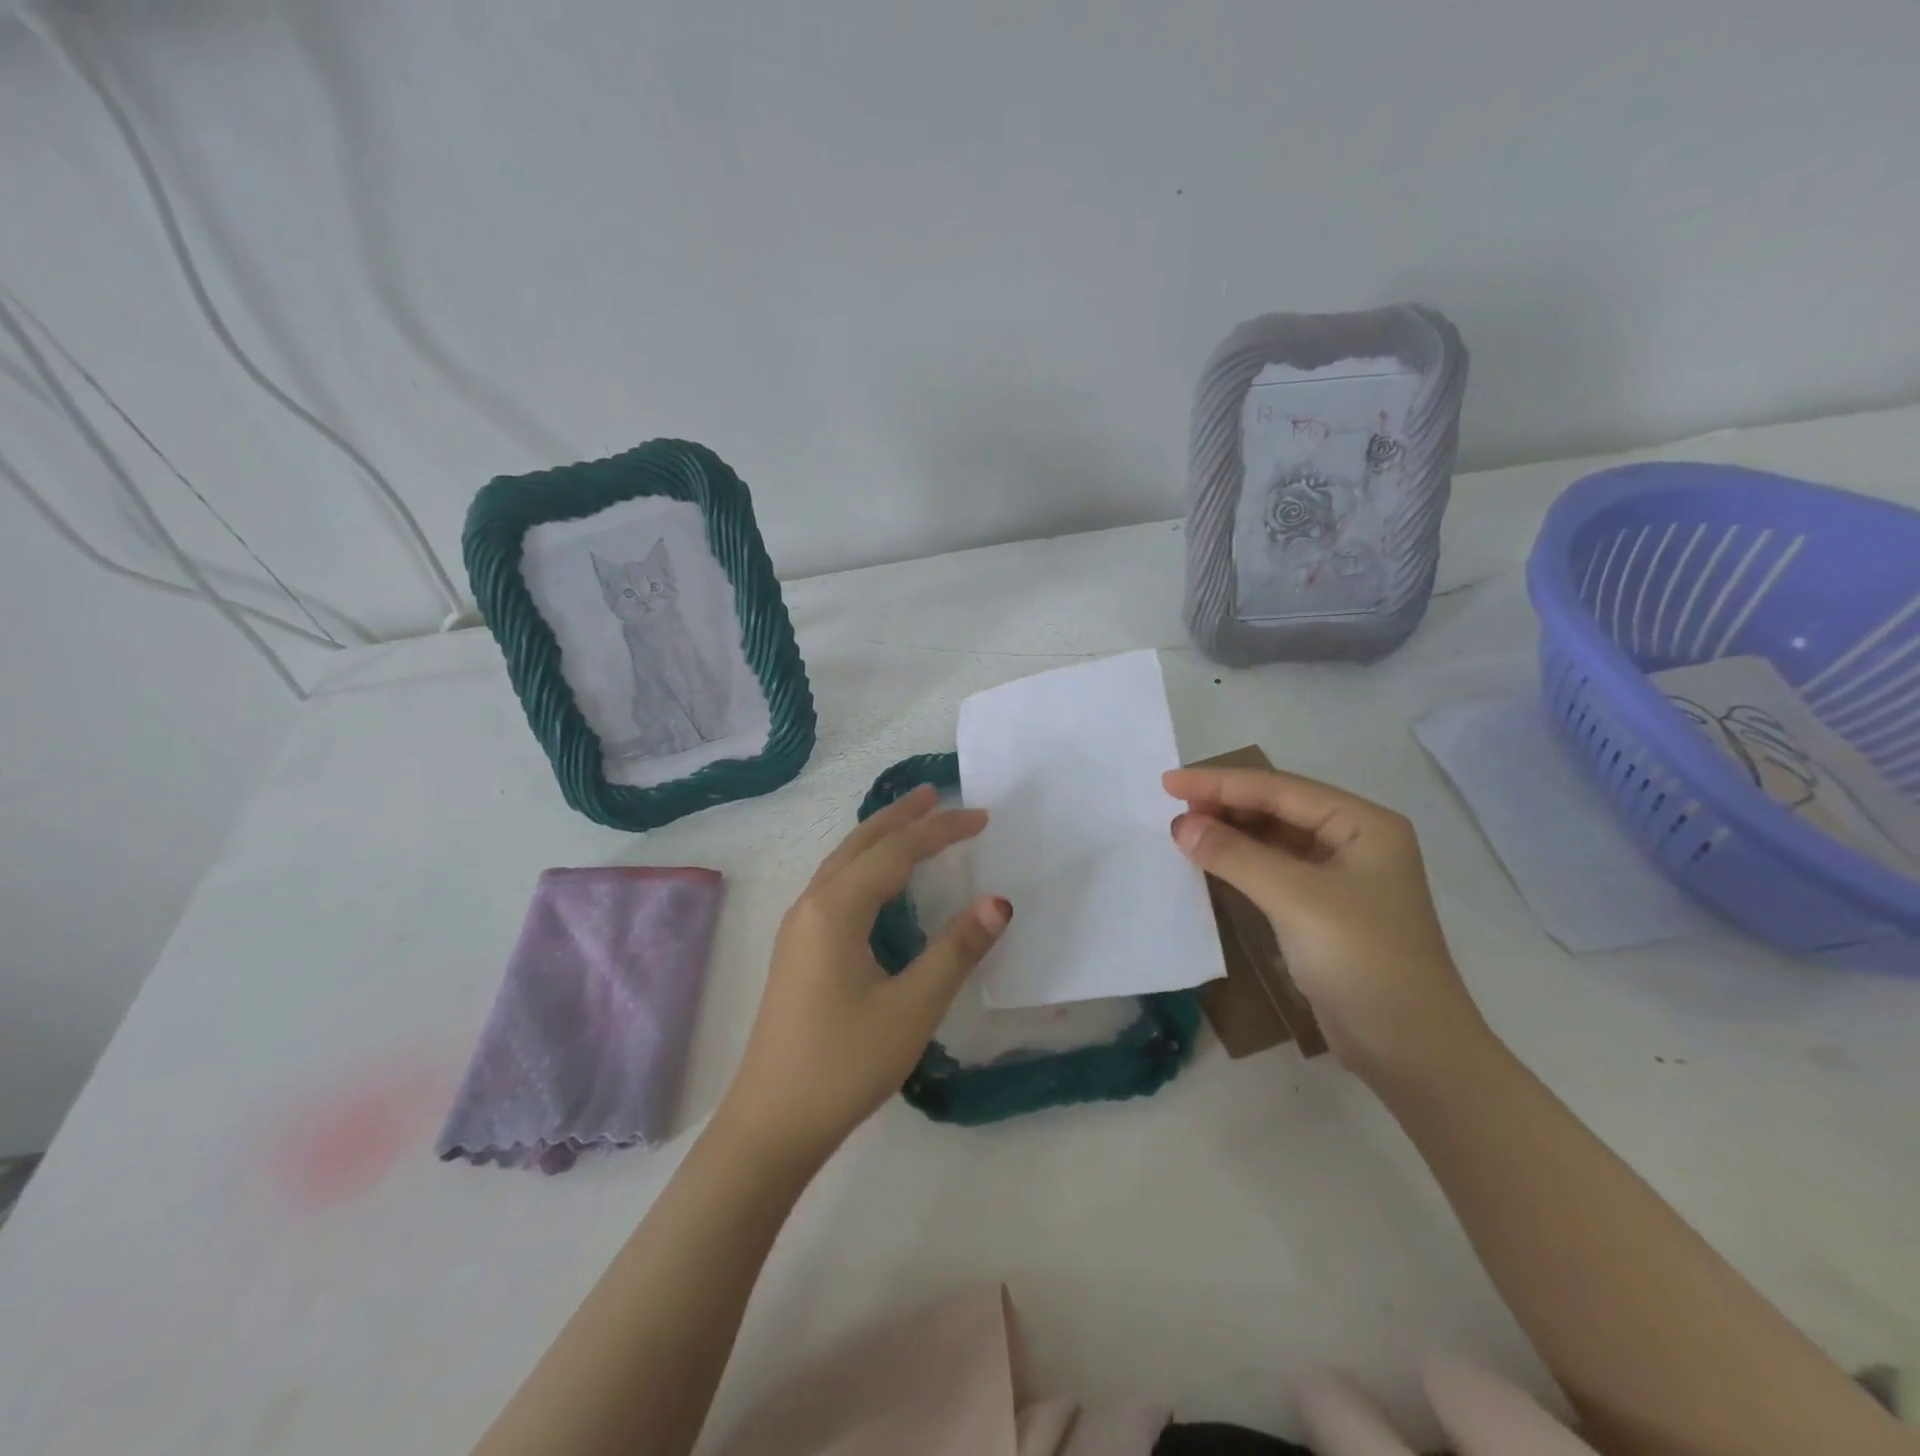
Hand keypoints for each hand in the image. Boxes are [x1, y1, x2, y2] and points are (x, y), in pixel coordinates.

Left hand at [718, 785, 1009, 1161]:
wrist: (771, 1123)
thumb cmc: (843, 1064)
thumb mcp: (911, 1008)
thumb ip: (956, 950)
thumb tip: (999, 901)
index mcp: (836, 909)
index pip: (896, 851)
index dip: (940, 830)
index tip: (981, 817)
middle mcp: (812, 905)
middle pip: (861, 843)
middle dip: (900, 816)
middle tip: (936, 793)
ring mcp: (799, 928)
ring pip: (844, 862)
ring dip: (879, 837)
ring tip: (912, 822)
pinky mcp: (798, 950)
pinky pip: (836, 885)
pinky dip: (866, 865)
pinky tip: (881, 883)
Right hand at [1162, 765, 1487, 1084]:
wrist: (1411, 1051)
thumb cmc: (1363, 960)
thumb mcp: (1296, 899)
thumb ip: (1235, 855)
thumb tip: (1180, 824)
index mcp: (1364, 824)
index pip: (1280, 789)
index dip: (1221, 783)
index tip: (1168, 781)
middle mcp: (1354, 841)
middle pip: (1278, 808)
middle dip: (1225, 804)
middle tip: (1171, 806)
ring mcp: (1341, 877)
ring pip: (1273, 839)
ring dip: (1230, 833)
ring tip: (1183, 829)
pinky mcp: (1324, 910)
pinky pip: (1273, 870)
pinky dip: (1240, 863)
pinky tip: (1210, 861)